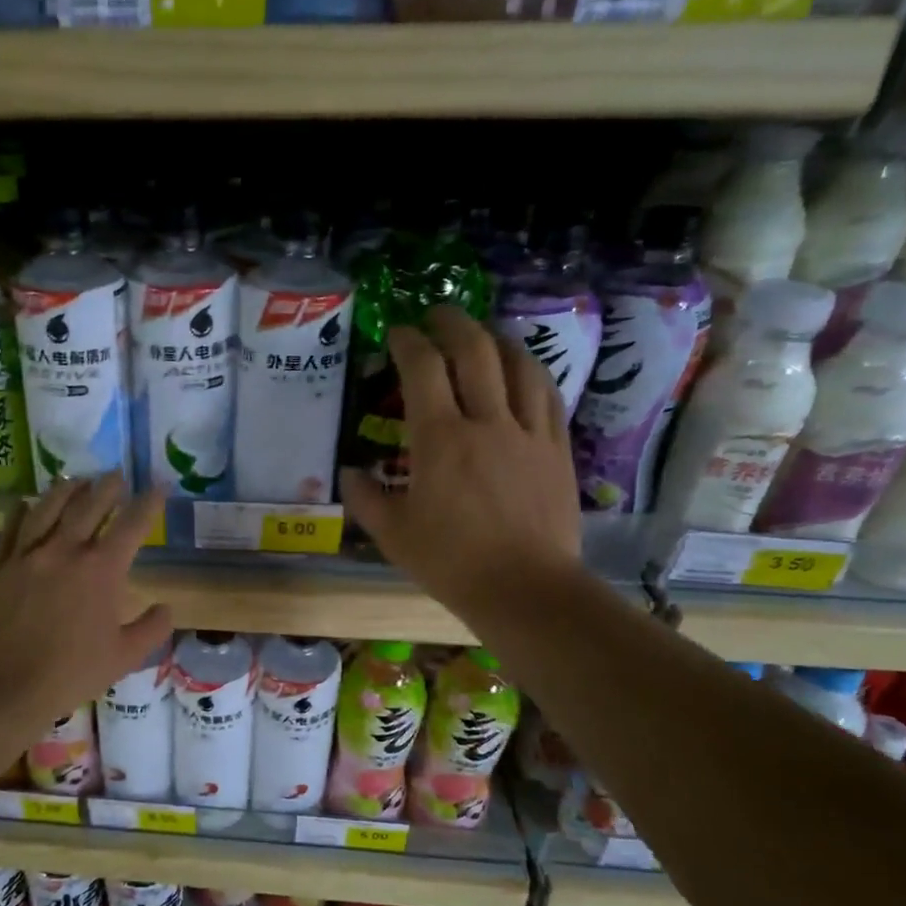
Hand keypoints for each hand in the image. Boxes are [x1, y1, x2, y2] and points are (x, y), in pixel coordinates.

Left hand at [0, 475, 173, 724]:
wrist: (7, 686)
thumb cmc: (72, 673)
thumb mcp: (125, 656)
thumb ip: (152, 628)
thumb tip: (167, 608)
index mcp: (102, 570)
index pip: (132, 524)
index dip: (149, 502)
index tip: (159, 486)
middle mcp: (65, 550)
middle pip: (89, 505)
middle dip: (107, 486)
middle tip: (116, 475)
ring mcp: (27, 555)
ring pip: (47, 507)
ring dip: (66, 489)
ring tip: (75, 479)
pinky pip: (9, 529)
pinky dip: (20, 511)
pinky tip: (24, 503)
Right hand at [341, 306, 582, 622]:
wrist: (525, 589)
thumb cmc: (451, 562)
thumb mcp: (393, 535)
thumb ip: (365, 499)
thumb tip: (349, 474)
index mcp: (440, 439)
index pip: (423, 369)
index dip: (409, 342)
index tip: (398, 332)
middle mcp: (487, 422)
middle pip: (475, 351)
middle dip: (453, 323)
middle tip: (437, 315)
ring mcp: (528, 432)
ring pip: (518, 364)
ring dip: (496, 339)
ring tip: (482, 334)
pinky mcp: (557, 449)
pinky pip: (548, 394)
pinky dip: (530, 371)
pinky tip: (523, 371)